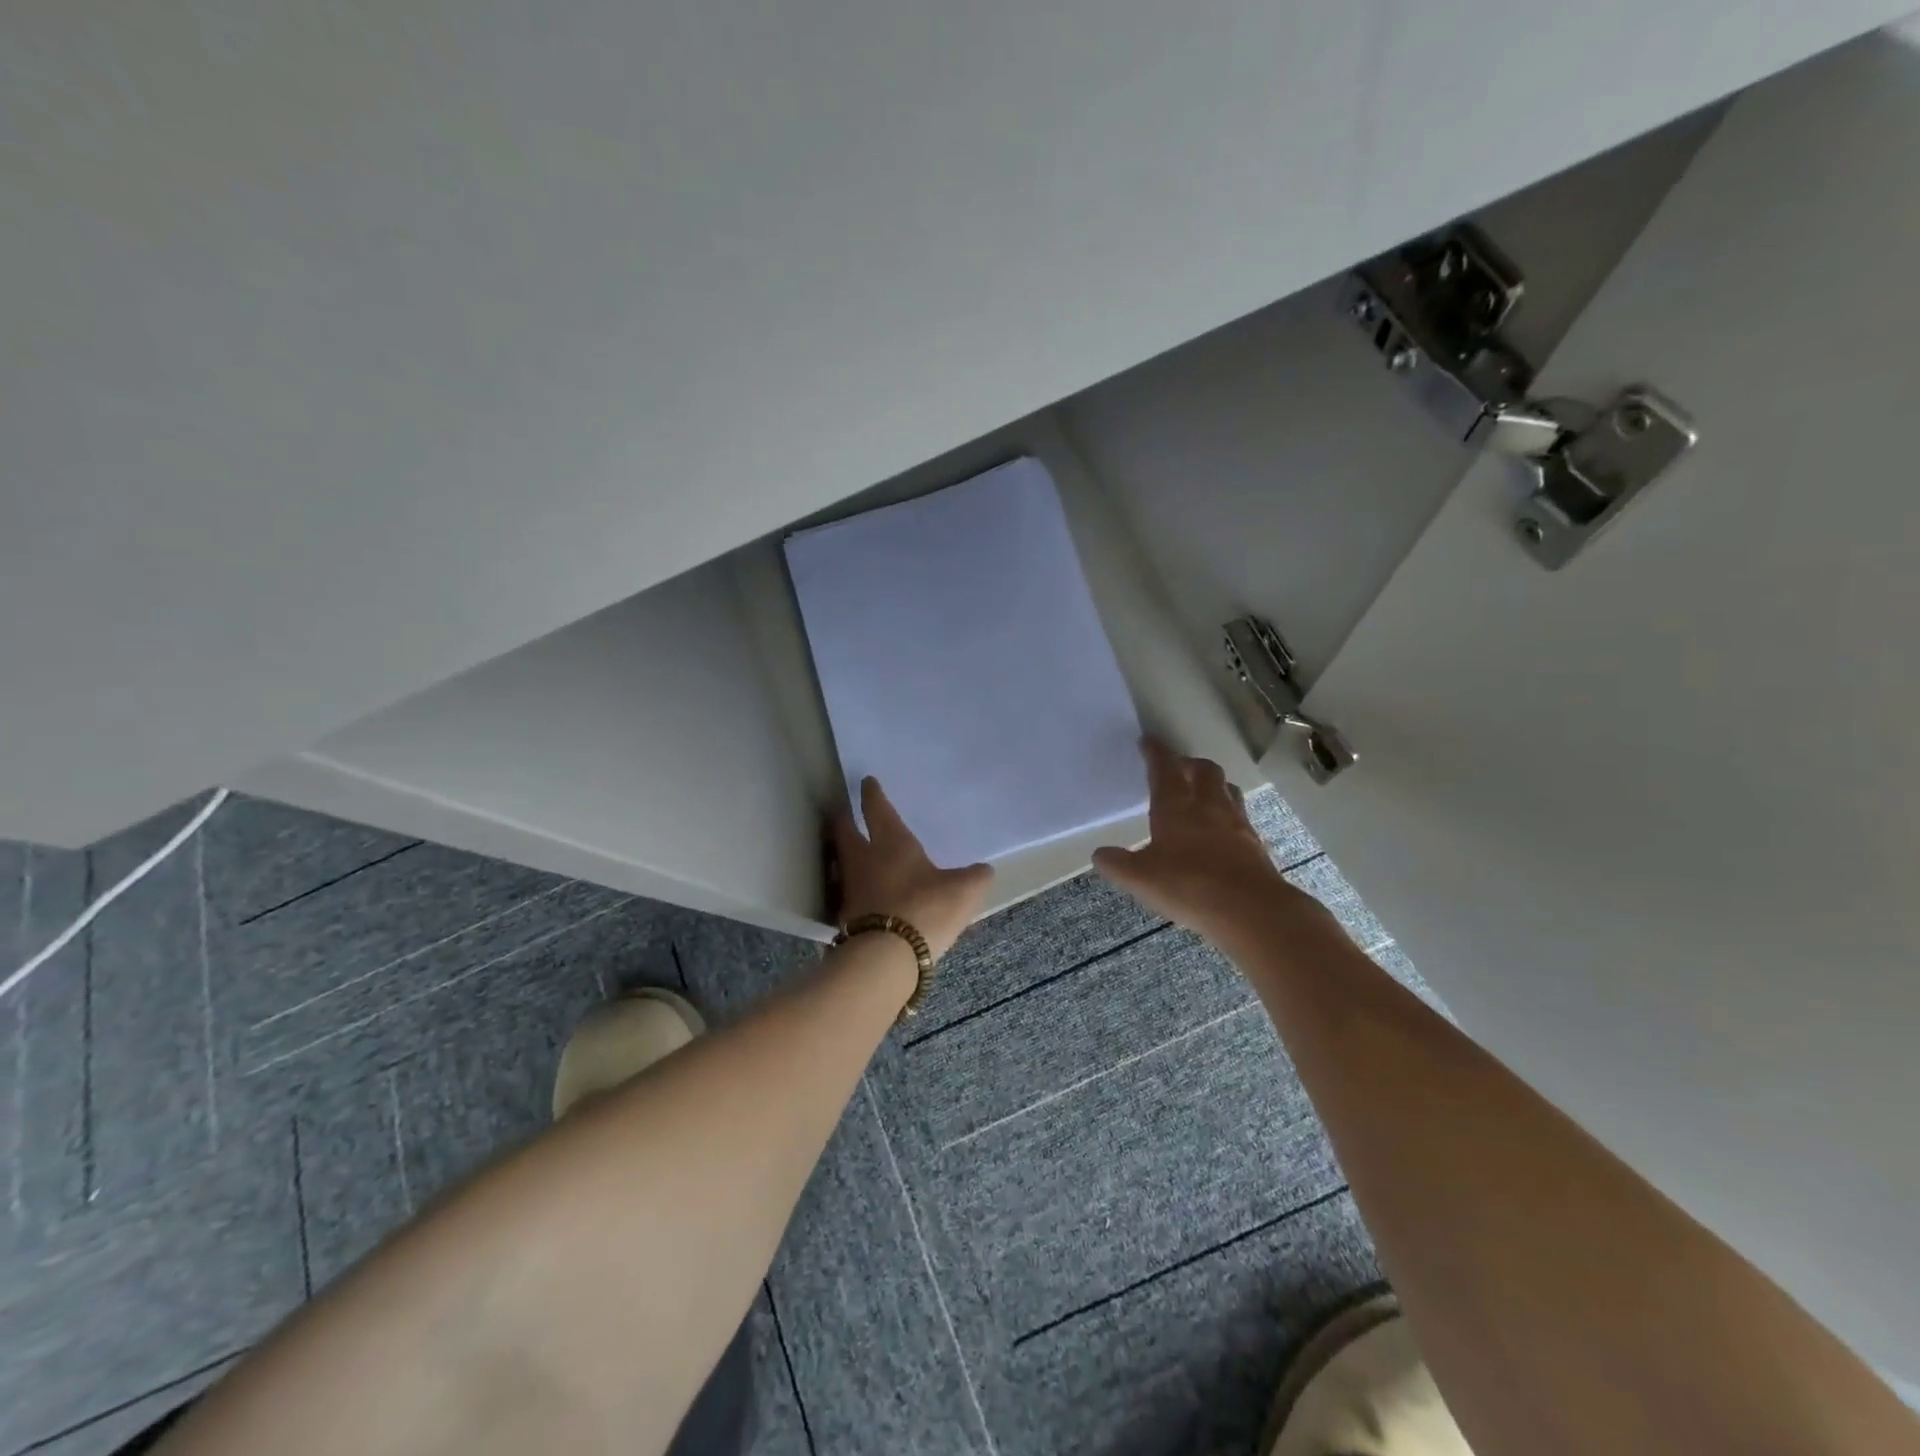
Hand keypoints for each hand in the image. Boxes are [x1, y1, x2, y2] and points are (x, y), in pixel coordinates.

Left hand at [832, 778, 993, 961]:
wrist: (886, 958)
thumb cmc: (926, 909)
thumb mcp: (963, 890)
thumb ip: (974, 877)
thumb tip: (983, 870)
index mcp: (891, 842)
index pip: (877, 810)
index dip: (872, 795)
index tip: (866, 782)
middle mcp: (863, 860)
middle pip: (845, 833)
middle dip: (844, 821)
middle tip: (843, 813)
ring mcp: (849, 889)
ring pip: (841, 863)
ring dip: (842, 855)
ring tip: (850, 854)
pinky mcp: (843, 918)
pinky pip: (846, 894)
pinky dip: (851, 889)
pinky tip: (861, 896)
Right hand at [1093, 738, 1319, 946]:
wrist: (1251, 910)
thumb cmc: (1189, 886)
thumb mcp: (1141, 879)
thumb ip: (1118, 864)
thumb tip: (1100, 854)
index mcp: (1176, 806)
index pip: (1165, 768)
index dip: (1155, 752)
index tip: (1148, 741)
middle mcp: (1208, 805)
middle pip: (1204, 770)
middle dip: (1189, 763)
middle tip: (1178, 768)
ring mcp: (1237, 823)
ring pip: (1227, 789)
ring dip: (1213, 784)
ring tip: (1202, 792)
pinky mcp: (1255, 843)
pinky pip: (1241, 816)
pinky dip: (1229, 814)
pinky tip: (1222, 830)